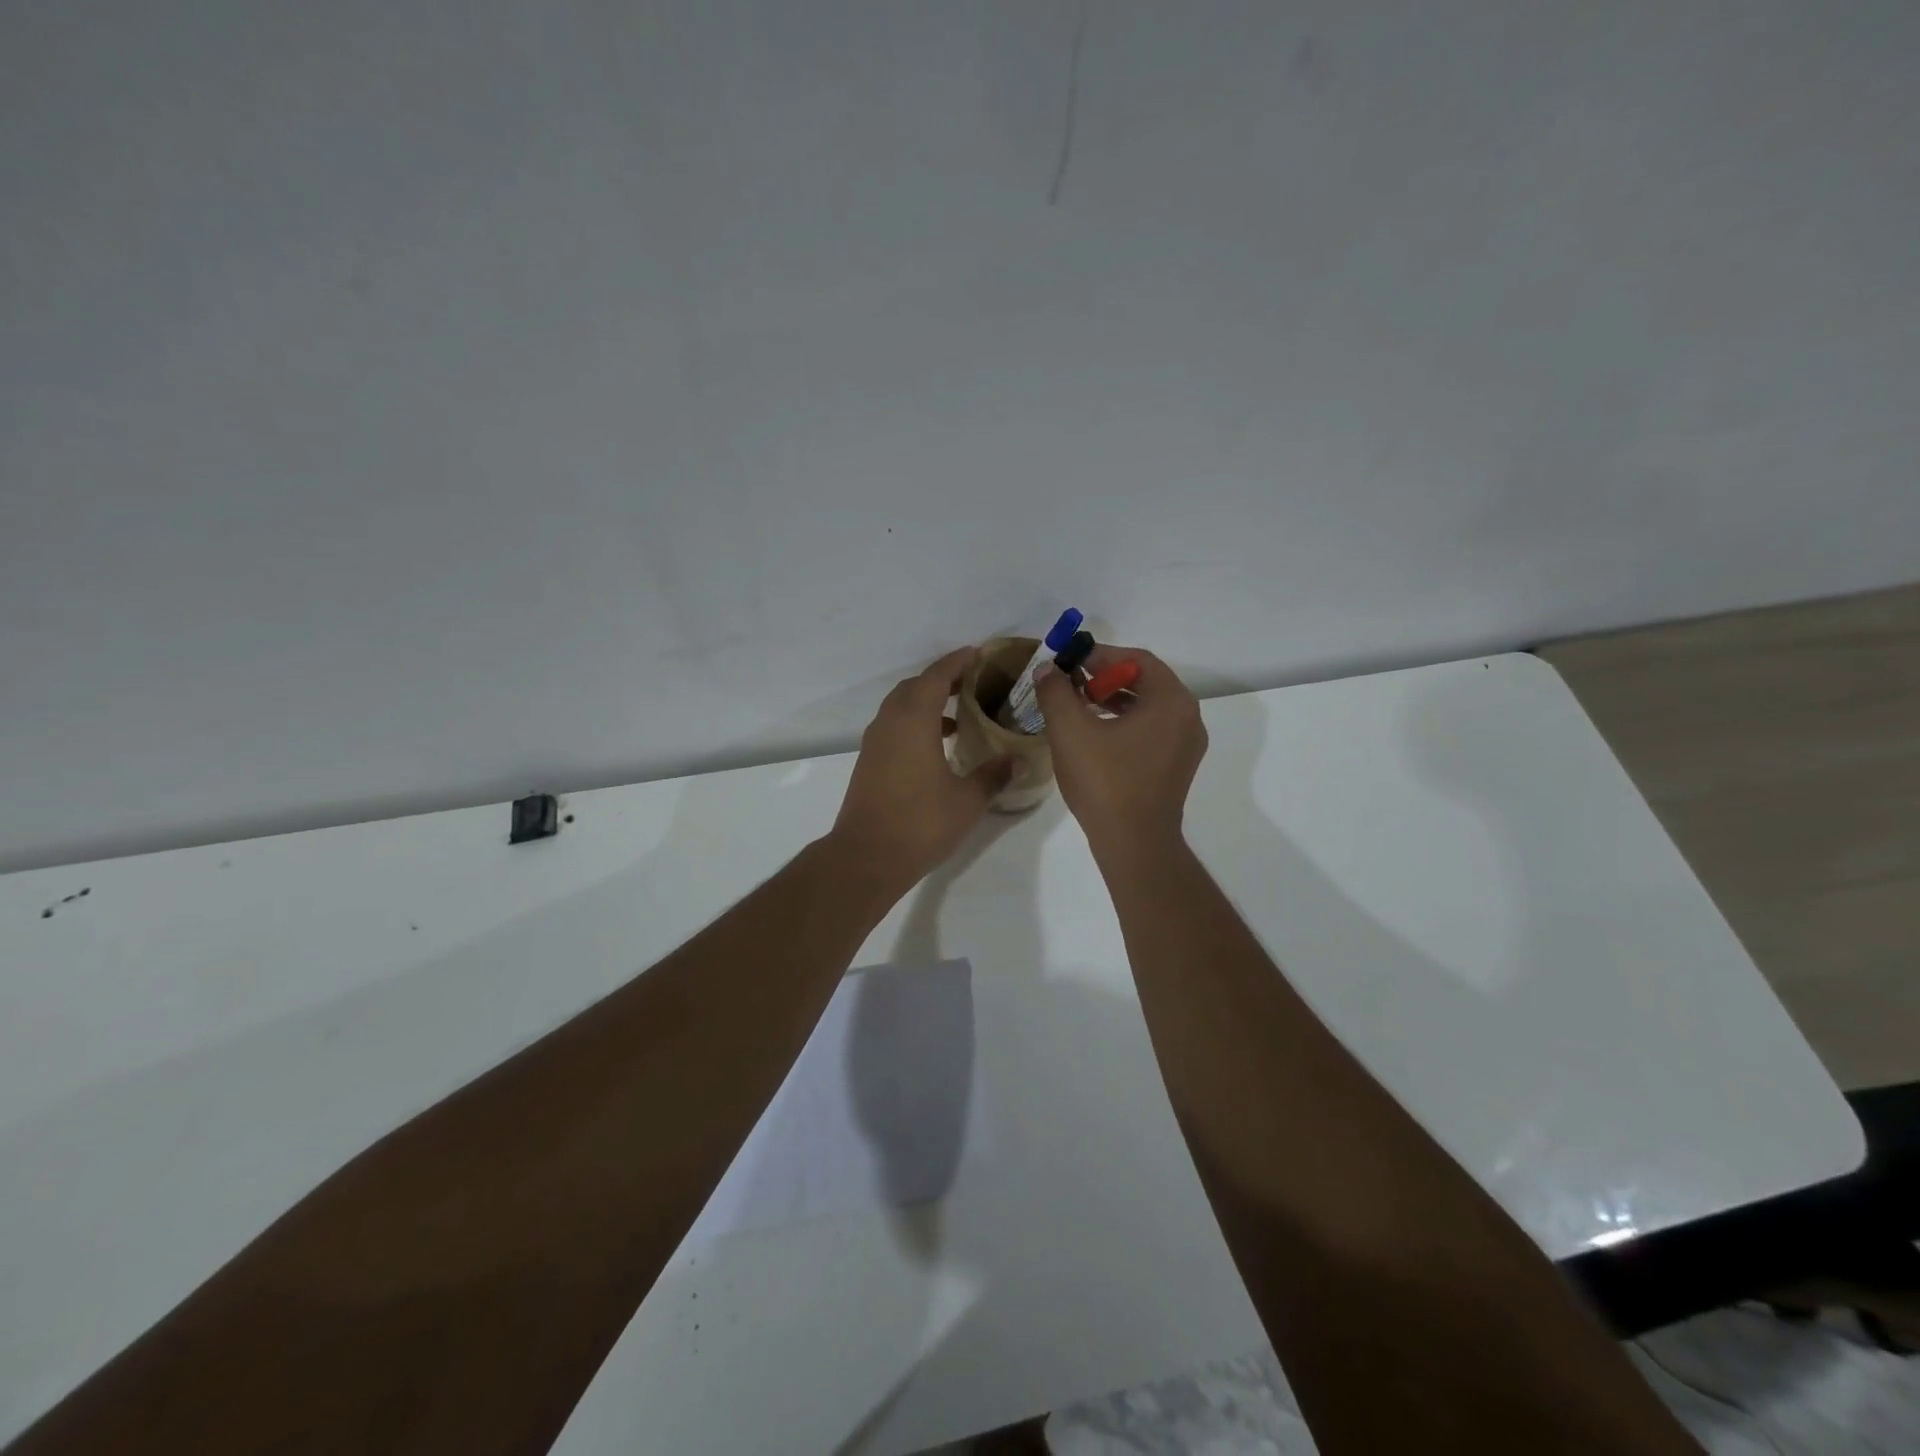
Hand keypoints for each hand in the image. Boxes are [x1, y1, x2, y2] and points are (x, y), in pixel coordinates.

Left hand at [831, 647, 1010, 886]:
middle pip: (914, 686)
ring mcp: (875, 742)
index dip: (957, 661)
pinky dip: (915, 722)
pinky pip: (894, 726)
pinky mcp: (869, 761)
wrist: (867, 857)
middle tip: (973, 682)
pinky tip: (937, 745)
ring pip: (901, 706)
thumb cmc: (920, 824)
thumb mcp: (967, 800)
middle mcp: (890, 723)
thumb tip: (1019, 760)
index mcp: (913, 721)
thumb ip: (993, 775)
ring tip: (959, 713)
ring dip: (927, 701)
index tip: (979, 653)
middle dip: (942, 679)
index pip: (936, 677)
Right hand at [1034, 645, 1207, 860]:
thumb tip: (1047, 669)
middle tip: (1071, 684)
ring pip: (1148, 707)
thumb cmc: (1105, 781)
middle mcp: (1187, 717)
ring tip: (1078, 707)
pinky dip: (1124, 723)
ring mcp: (1186, 745)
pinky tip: (1095, 735)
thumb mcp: (1071, 730)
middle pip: (1145, 681)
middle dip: (1105, 677)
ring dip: (1113, 700)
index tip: (1070, 662)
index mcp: (1171, 701)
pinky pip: (1151, 730)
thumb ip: (1056, 692)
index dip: (1100, 655)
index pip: (1137, 659)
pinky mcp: (1177, 767)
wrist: (1134, 843)